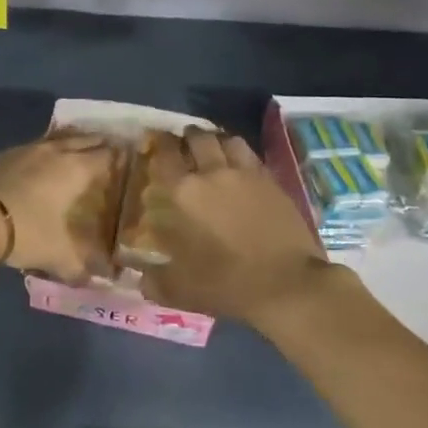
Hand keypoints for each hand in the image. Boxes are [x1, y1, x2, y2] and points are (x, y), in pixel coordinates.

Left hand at [0, 133, 121, 282]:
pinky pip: (36, 146)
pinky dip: (47, 150)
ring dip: (72, 141)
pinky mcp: (4, 154)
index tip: (131, 157)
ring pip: (58, 139)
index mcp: (74, 169)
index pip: (105, 156)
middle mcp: (54, 152)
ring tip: (81, 148)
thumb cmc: (23, 230)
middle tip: (112, 148)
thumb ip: (80, 266)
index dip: (120, 156)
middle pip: (84, 140)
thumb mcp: (55, 254)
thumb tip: (100, 280)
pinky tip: (43, 161)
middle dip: (99, 143)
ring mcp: (26, 149)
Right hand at [139, 128, 343, 327]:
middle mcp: (212, 173)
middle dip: (187, 137)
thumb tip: (140, 279)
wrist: (287, 284)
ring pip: (227, 140)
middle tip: (183, 145)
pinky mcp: (271, 181)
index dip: (159, 144)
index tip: (155, 142)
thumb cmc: (227, 283)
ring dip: (216, 140)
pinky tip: (239, 165)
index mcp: (184, 193)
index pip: (165, 155)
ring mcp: (245, 174)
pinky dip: (240, 153)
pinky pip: (251, 155)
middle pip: (198, 138)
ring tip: (213, 149)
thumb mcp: (180, 290)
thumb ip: (155, 281)